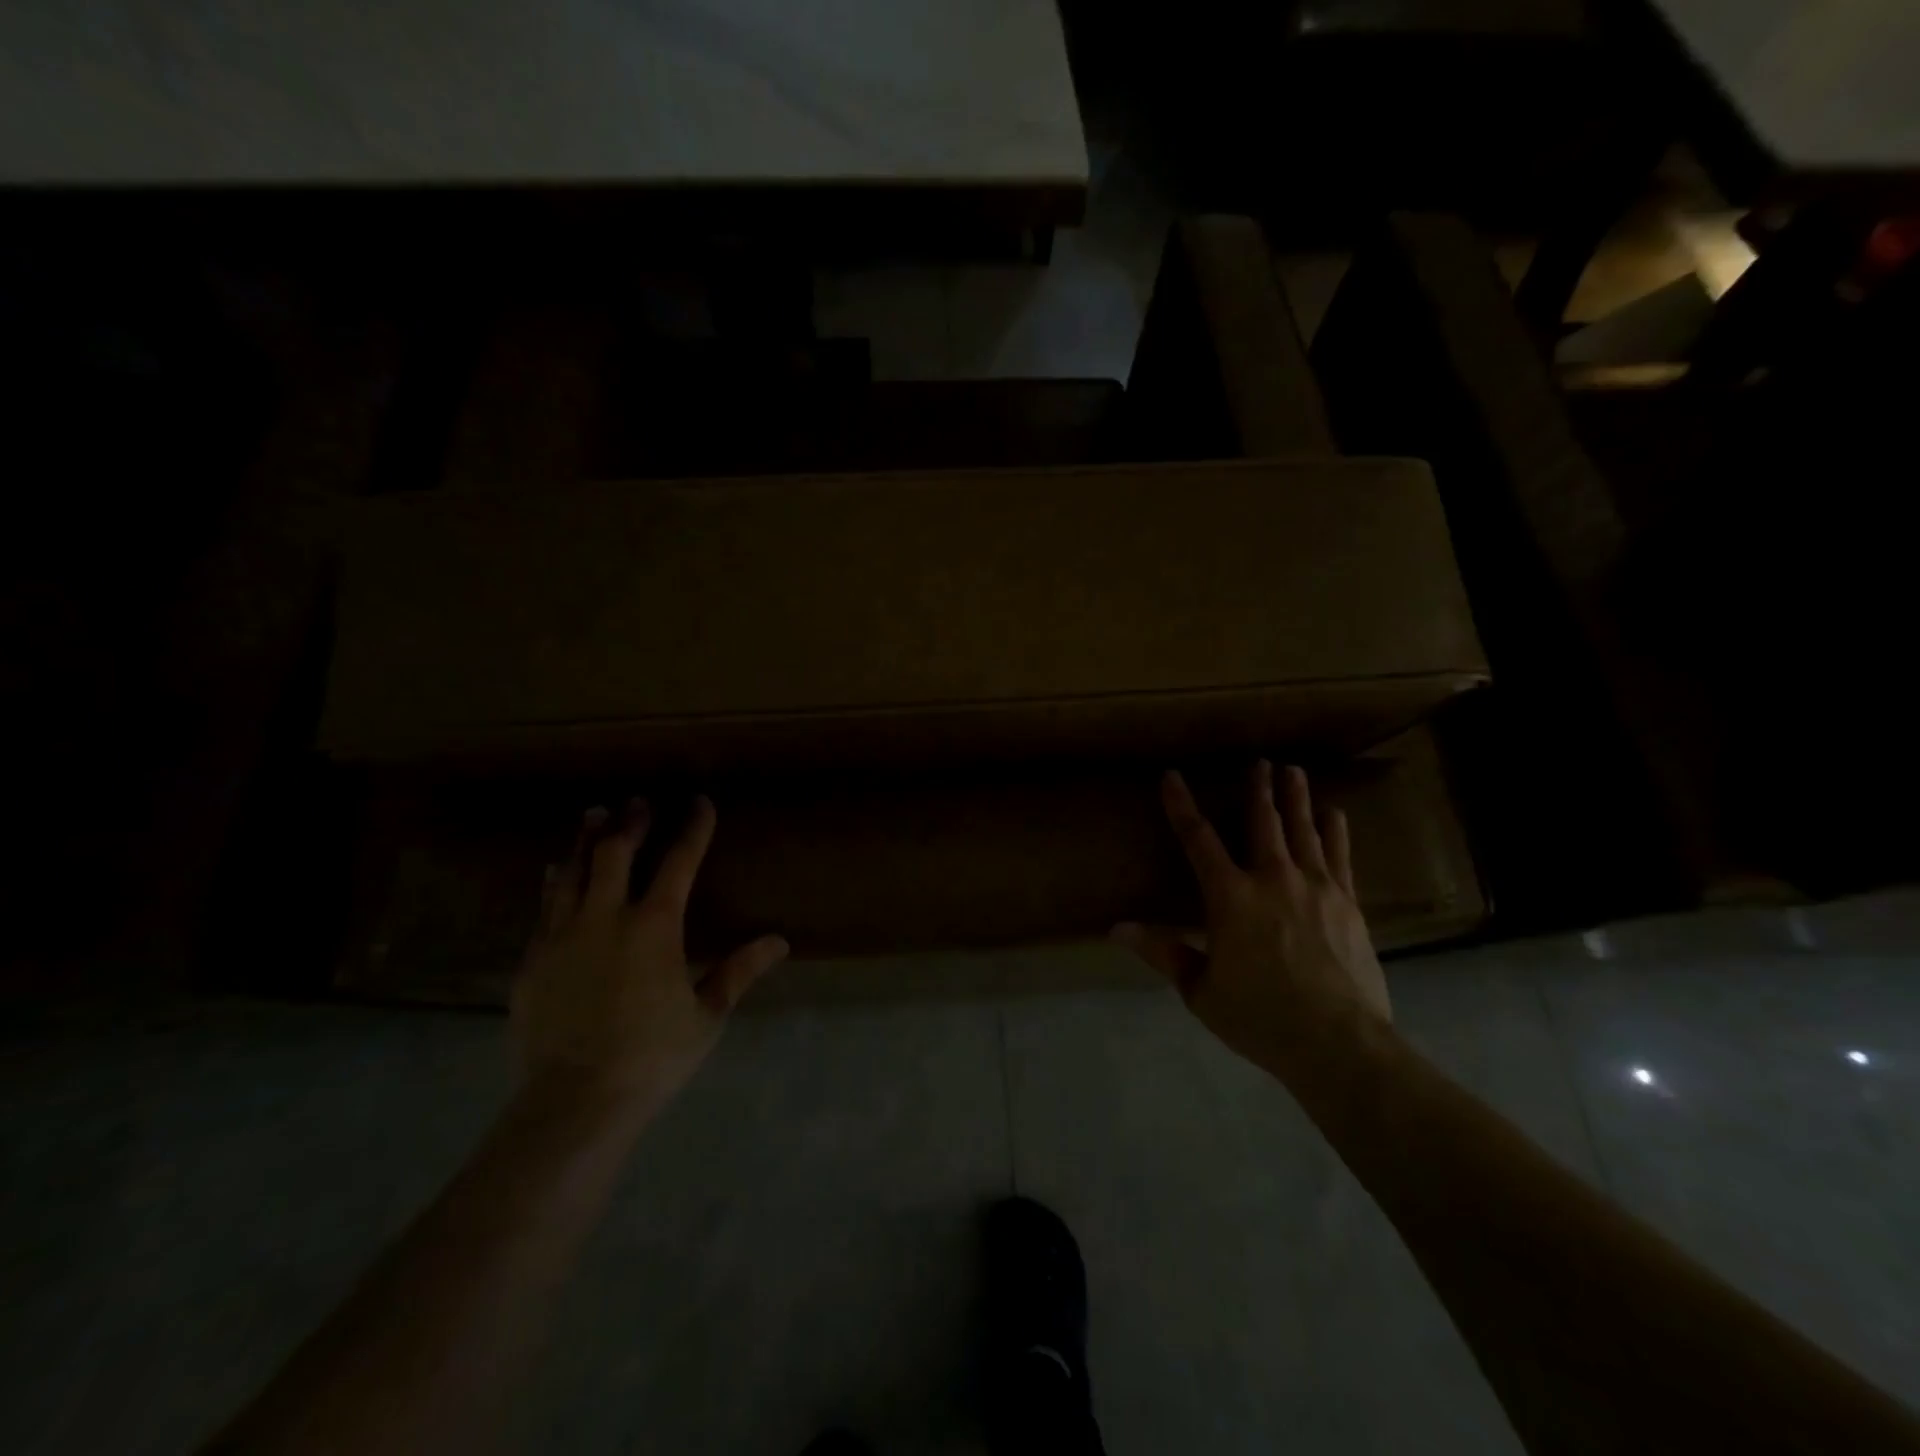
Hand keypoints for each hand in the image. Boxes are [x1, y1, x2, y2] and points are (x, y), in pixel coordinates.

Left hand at [512, 796, 787, 1115]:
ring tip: (595, 816)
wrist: (573, 1101)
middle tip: (638, 802)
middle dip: (631, 823)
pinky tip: (555, 872)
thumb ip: (739, 971)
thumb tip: (779, 941)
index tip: (700, 803)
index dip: (693, 828)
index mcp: (654, 926)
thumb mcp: (706, 1015)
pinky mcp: (532, 960)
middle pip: (616, 853)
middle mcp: (606, 918)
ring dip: (587, 841)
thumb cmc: (651, 1056)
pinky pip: (544, 907)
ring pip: (573, 872)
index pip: (679, 862)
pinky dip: (555, 882)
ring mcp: (562, 936)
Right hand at [1115, 761, 1390, 1075]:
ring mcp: (1315, 887)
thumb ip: (1163, 952)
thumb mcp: (1201, 990)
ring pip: (1302, 830)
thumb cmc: (1260, 1017)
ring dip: (1294, 798)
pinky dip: (1334, 830)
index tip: (1172, 777)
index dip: (1181, 806)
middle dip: (1257, 789)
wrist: (1339, 1043)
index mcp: (1229, 897)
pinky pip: (1340, 856)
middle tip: (1258, 761)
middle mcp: (1272, 879)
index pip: (1198, 840)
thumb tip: (1116, 929)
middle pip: (1261, 822)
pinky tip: (1334, 812)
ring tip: (1292, 771)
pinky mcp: (1347, 903)